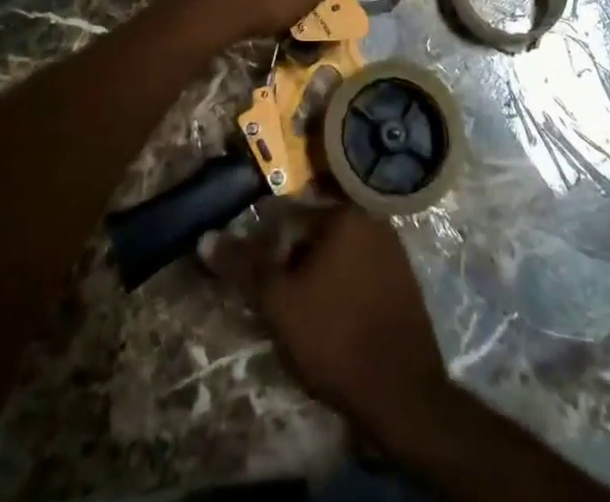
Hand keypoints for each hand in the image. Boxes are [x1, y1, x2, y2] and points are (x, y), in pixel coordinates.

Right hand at [203, 206, 450, 444]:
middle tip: (281, 307)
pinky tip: (335, 326)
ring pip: (338, 258)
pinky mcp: (405, 283)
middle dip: (293, 266)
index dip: (267, 254)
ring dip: (317, 280)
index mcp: (345, 214)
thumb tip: (204, 237)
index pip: (289, 220)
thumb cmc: (336, 337)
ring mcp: (394, 251)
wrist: (402, 394)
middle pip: (314, 237)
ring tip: (305, 321)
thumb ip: (243, 266)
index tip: (260, 288)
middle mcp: (372, 220)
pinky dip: (343, 293)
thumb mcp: (279, 303)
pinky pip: (361, 277)